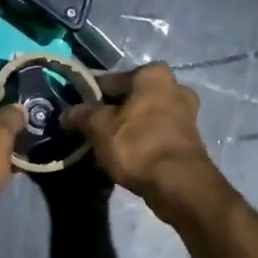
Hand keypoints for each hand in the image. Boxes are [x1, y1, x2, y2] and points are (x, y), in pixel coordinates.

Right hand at [65, 64, 220, 221]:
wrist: (177, 183)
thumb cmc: (136, 145)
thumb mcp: (99, 128)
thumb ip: (81, 115)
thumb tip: (68, 113)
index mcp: (152, 74)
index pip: (109, 81)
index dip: (89, 98)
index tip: (75, 114)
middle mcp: (175, 86)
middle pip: (130, 98)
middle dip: (110, 113)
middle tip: (90, 132)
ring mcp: (186, 113)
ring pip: (143, 117)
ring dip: (126, 128)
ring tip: (105, 147)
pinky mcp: (189, 138)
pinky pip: (155, 133)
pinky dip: (140, 141)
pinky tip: (125, 156)